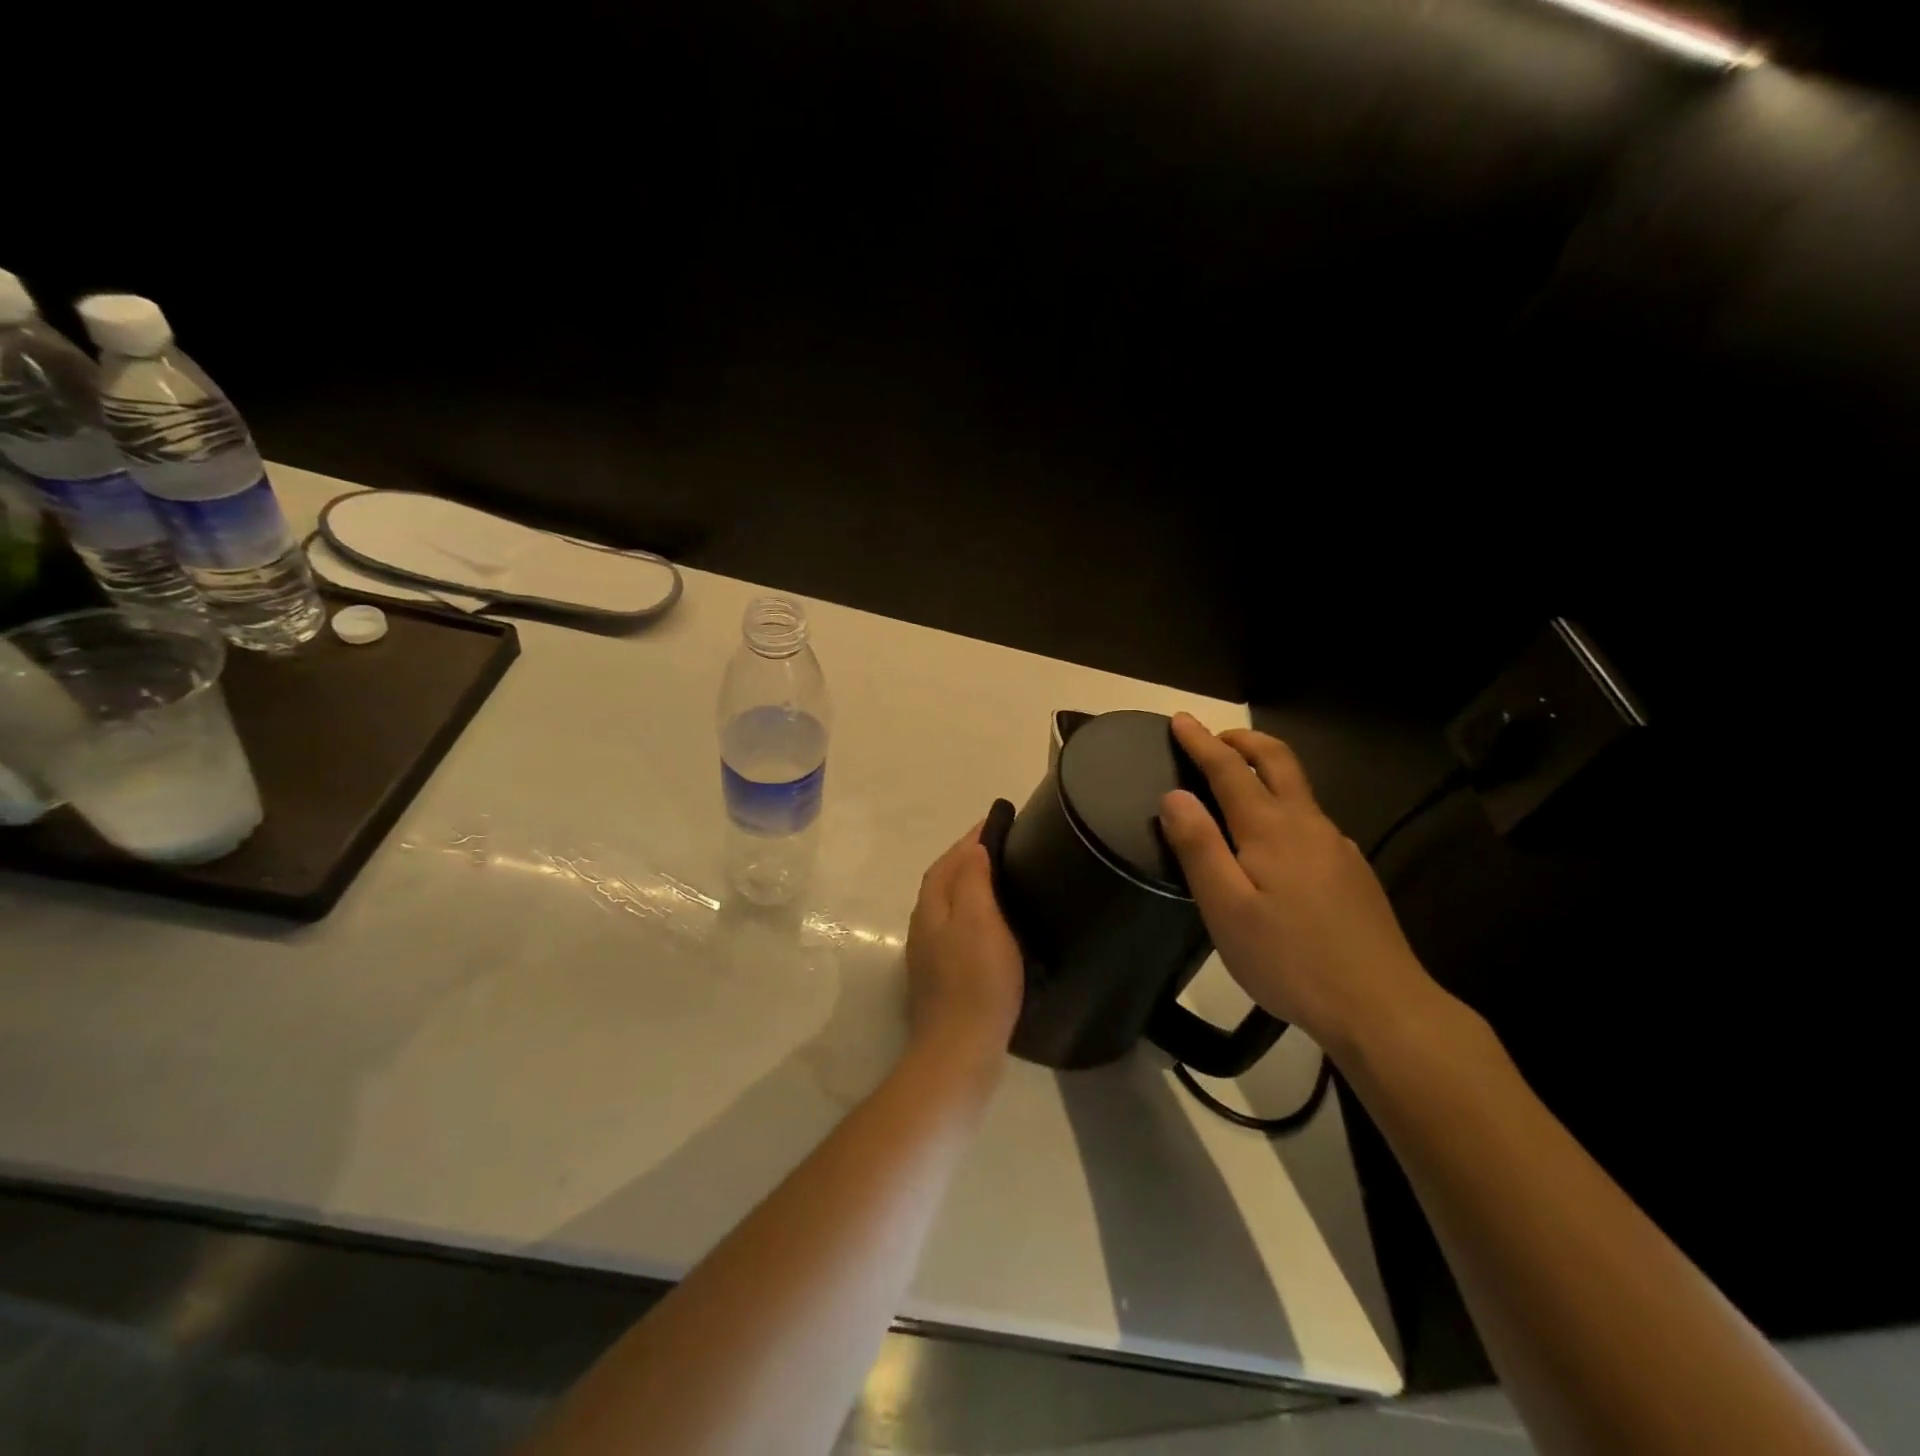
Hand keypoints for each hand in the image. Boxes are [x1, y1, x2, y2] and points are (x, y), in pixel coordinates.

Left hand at [904, 822, 1024, 1059]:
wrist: (960, 1049)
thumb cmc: (976, 980)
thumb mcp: (979, 921)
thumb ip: (973, 880)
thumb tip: (972, 847)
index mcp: (931, 908)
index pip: (947, 862)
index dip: (968, 841)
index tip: (994, 822)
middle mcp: (924, 926)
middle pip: (944, 882)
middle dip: (967, 860)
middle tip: (1001, 847)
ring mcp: (931, 955)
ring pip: (949, 907)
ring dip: (969, 886)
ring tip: (1001, 879)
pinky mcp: (943, 978)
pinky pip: (957, 930)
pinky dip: (973, 915)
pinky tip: (993, 925)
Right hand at [1158, 713, 1445, 1059]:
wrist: (1382, 1006)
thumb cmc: (1289, 959)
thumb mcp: (1226, 909)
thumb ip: (1199, 847)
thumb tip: (1174, 796)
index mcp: (1270, 829)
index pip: (1229, 769)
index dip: (1201, 742)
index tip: (1180, 719)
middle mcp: (1308, 824)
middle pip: (1278, 761)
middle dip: (1243, 741)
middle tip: (1214, 737)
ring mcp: (1337, 847)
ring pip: (1298, 790)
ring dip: (1265, 770)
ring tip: (1237, 786)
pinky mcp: (1353, 872)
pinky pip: (1311, 821)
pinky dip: (1284, 806)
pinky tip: (1275, 844)